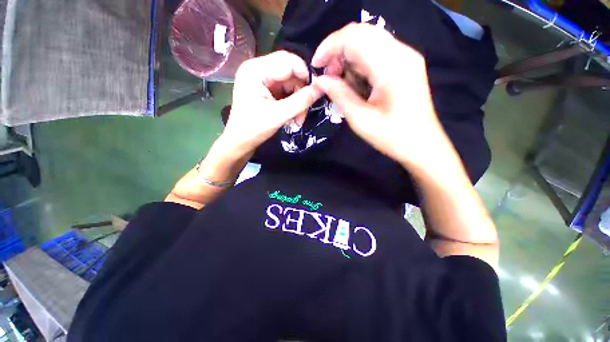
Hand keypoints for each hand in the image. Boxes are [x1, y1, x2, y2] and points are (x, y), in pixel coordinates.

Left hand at [222, 51, 322, 155]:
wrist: (239, 143)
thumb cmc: (253, 129)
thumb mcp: (279, 115)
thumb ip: (301, 101)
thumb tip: (321, 88)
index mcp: (255, 70)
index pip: (288, 61)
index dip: (305, 74)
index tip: (316, 93)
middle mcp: (258, 69)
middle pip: (290, 72)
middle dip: (301, 92)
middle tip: (304, 112)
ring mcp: (261, 79)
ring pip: (290, 83)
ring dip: (298, 100)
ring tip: (298, 119)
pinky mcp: (265, 89)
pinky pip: (285, 91)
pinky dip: (292, 103)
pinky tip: (293, 116)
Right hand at [311, 23, 448, 168]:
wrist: (421, 145)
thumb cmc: (391, 136)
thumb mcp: (360, 119)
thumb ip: (339, 95)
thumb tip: (320, 80)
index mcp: (391, 67)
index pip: (354, 37)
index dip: (330, 46)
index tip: (316, 65)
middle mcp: (401, 53)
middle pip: (362, 33)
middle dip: (338, 50)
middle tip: (328, 76)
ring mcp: (406, 57)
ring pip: (368, 41)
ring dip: (348, 57)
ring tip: (339, 82)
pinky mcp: (405, 64)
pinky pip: (377, 52)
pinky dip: (359, 63)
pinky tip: (355, 82)